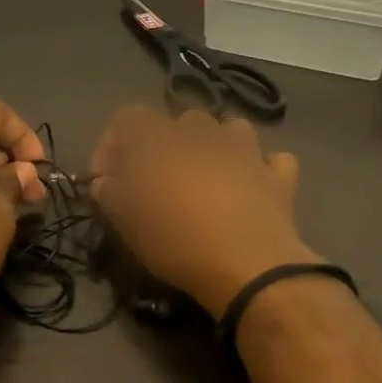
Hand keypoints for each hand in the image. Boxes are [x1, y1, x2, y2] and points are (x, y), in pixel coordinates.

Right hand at [89, 106, 318, 317]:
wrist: (248, 266)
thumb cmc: (175, 240)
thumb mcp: (127, 221)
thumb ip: (110, 193)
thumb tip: (105, 181)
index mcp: (159, 138)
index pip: (127, 117)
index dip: (112, 143)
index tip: (108, 178)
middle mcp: (202, 132)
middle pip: (180, 120)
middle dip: (166, 144)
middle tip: (158, 180)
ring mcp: (245, 150)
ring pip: (230, 129)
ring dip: (217, 146)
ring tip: (208, 176)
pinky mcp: (277, 175)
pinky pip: (271, 160)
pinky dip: (261, 169)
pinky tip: (253, 187)